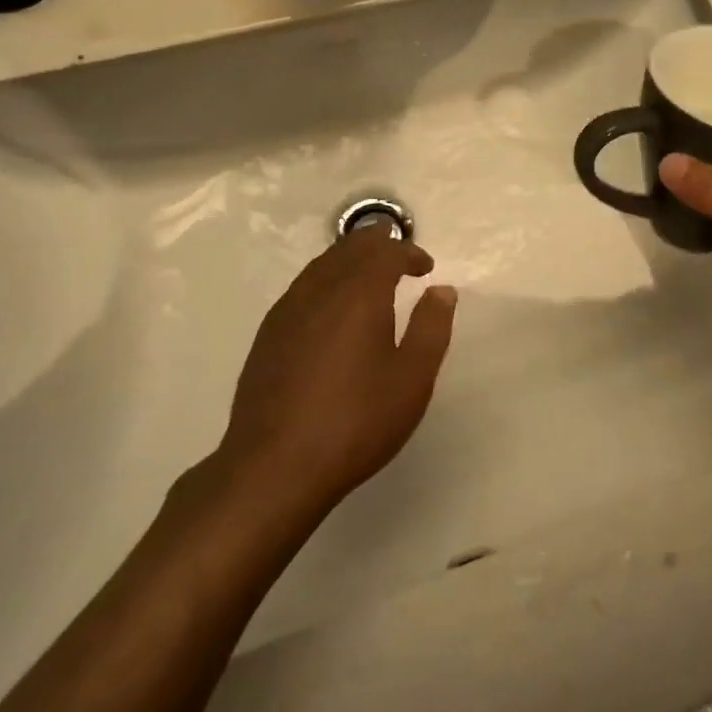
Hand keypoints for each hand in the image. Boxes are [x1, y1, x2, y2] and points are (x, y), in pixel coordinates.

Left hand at [215, 226, 457, 515]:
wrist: (275, 466)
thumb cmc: (356, 421)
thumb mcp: (412, 378)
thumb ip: (432, 327)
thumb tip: (442, 290)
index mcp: (359, 293)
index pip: (386, 252)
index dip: (410, 252)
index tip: (426, 268)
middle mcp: (320, 289)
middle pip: (350, 247)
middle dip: (379, 244)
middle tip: (400, 258)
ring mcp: (288, 309)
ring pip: (323, 264)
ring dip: (351, 260)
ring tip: (371, 279)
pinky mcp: (269, 333)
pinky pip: (304, 287)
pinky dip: (327, 280)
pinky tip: (334, 310)